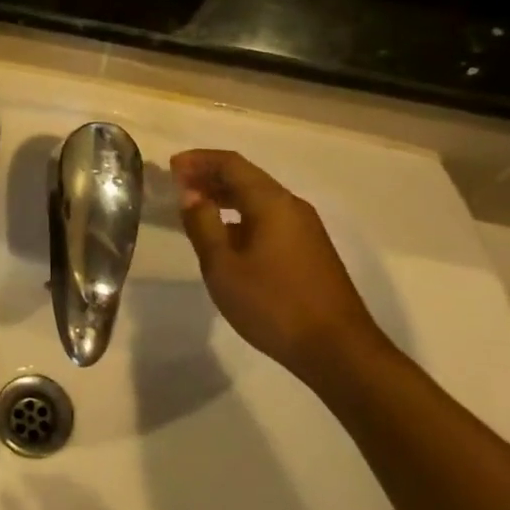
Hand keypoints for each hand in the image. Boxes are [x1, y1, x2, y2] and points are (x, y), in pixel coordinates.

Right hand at [170, 149, 386, 379]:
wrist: (337, 350)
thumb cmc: (273, 304)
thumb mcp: (223, 266)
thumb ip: (203, 224)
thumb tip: (191, 194)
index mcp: (272, 203)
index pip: (231, 164)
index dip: (199, 160)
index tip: (171, 167)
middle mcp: (292, 206)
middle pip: (247, 178)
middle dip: (211, 176)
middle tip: (178, 185)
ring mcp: (305, 229)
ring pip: (259, 199)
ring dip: (226, 197)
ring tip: (196, 207)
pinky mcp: (310, 250)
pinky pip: (269, 218)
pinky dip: (242, 216)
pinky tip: (226, 236)